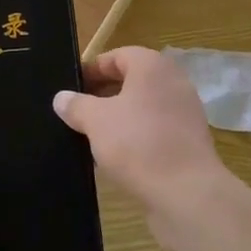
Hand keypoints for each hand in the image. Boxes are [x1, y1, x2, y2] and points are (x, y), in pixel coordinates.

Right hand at [54, 46, 228, 215]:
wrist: (187, 194)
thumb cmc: (138, 144)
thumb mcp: (95, 121)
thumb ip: (76, 105)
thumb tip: (61, 98)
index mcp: (152, 66)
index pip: (116, 56)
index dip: (91, 70)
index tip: (70, 88)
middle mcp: (173, 82)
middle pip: (131, 80)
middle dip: (102, 95)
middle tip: (77, 112)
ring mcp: (185, 112)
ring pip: (143, 107)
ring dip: (118, 118)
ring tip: (92, 136)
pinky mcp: (189, 141)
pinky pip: (155, 129)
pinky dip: (136, 136)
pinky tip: (116, 157)